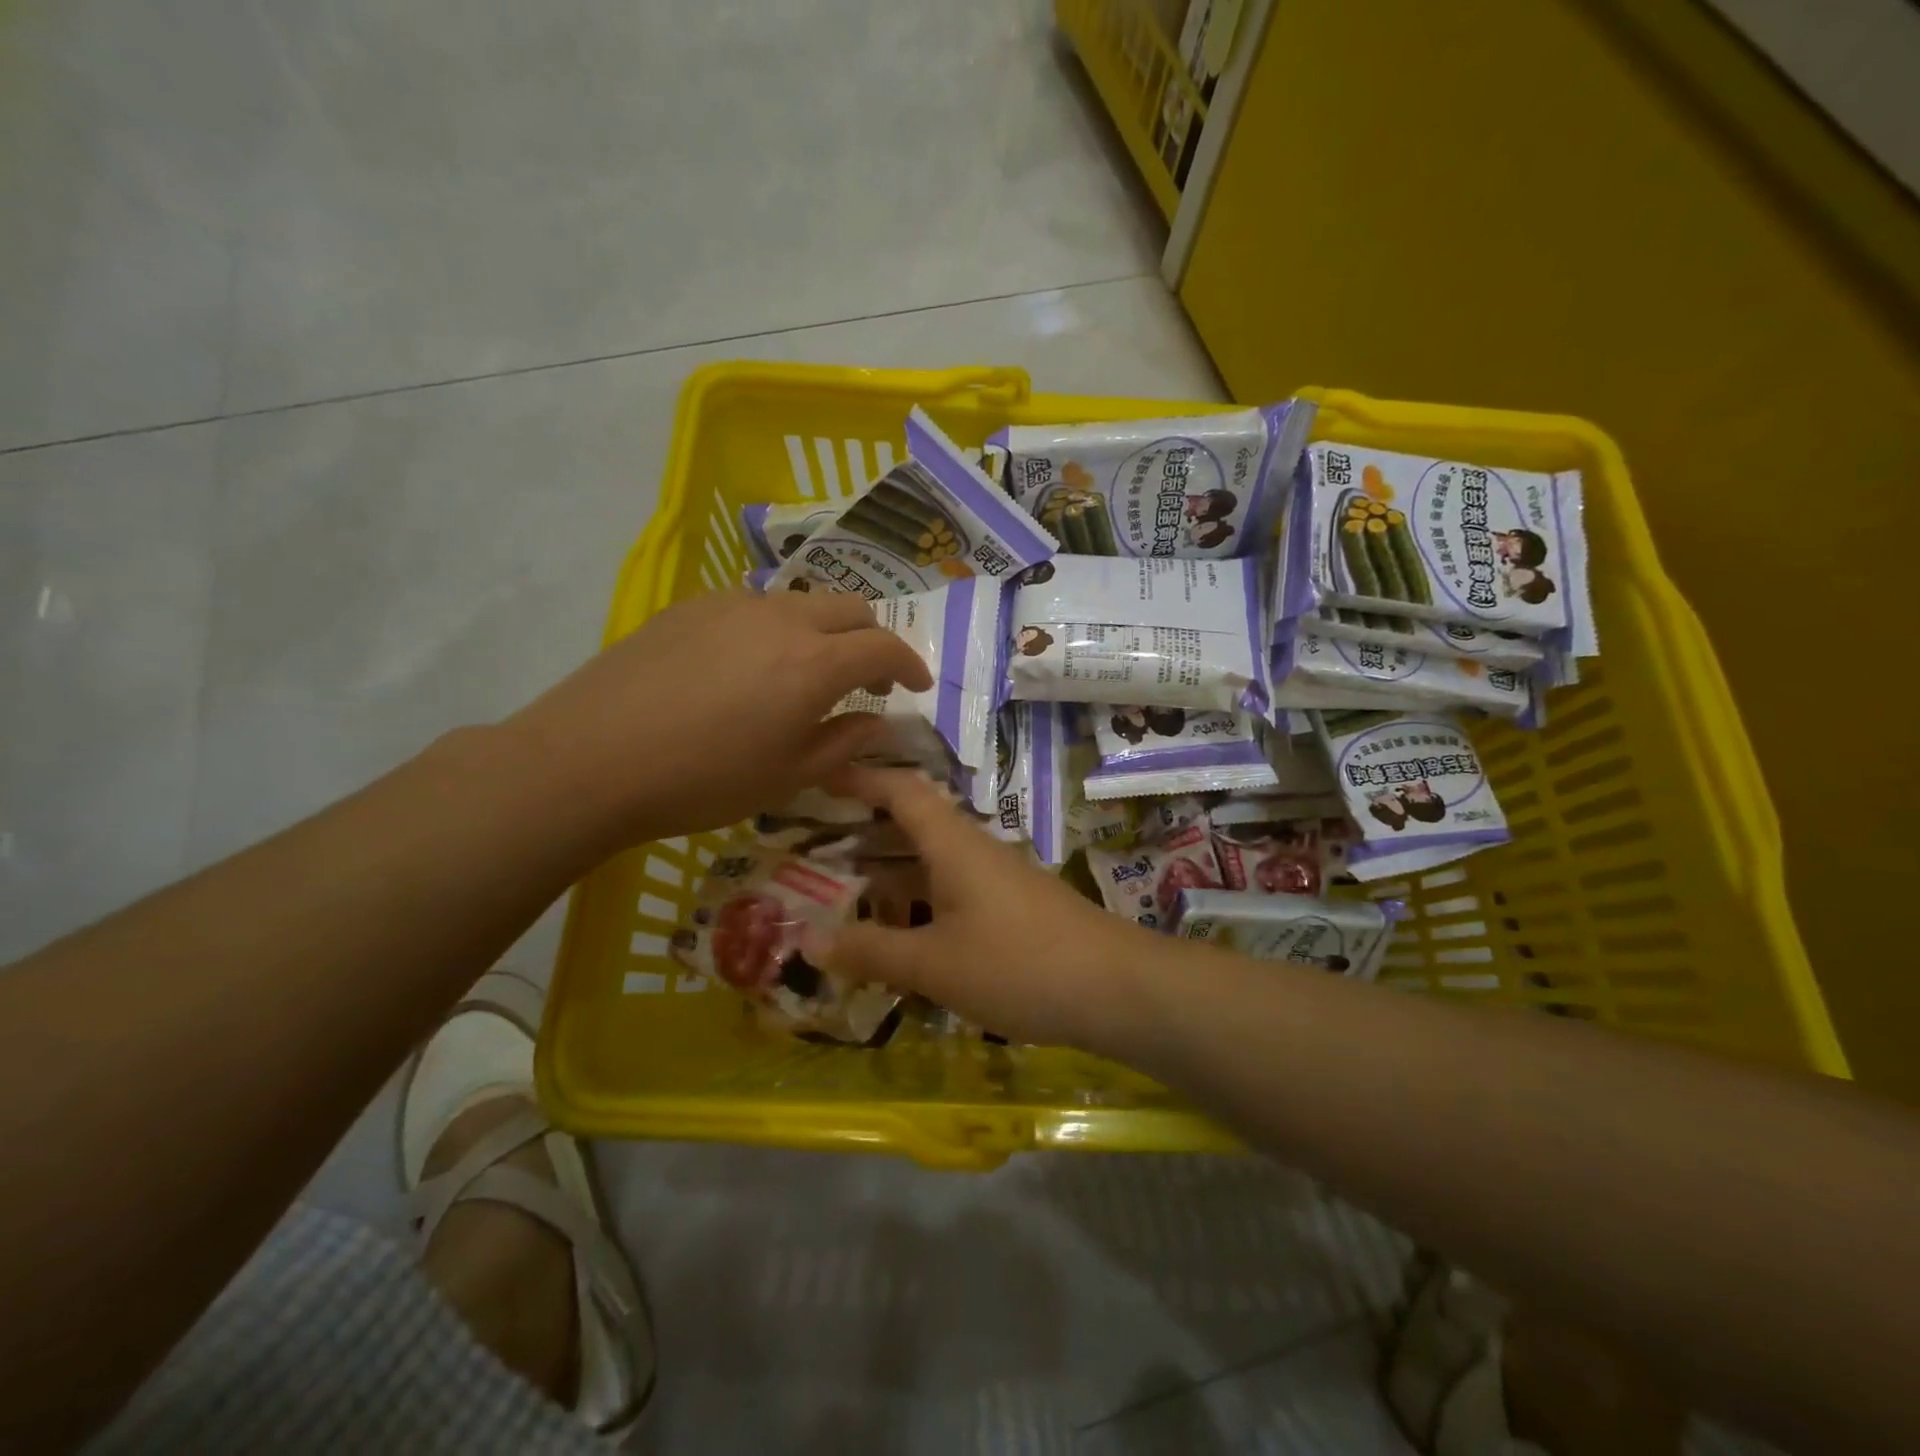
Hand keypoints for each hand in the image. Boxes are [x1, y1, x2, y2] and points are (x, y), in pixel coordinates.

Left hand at [505, 590, 932, 848]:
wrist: (591, 758)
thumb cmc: (702, 780)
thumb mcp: (787, 777)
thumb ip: (843, 742)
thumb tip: (874, 720)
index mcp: (815, 664)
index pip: (884, 647)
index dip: (910, 665)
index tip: (916, 686)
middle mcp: (783, 618)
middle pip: (850, 609)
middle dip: (872, 639)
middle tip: (867, 678)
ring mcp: (733, 604)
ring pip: (802, 602)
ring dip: (824, 631)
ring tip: (807, 671)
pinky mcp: (692, 606)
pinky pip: (755, 606)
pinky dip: (777, 628)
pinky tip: (749, 665)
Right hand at [802, 767, 1155, 1047]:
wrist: (1116, 989)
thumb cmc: (1018, 965)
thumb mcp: (934, 964)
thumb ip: (871, 950)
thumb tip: (806, 938)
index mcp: (953, 844)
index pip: (902, 790)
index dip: (861, 778)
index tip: (819, 775)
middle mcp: (975, 851)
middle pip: (915, 823)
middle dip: (866, 828)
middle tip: (814, 841)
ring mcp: (998, 880)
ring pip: (934, 861)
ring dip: (891, 869)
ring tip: (844, 888)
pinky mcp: (1012, 909)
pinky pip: (953, 890)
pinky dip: (919, 899)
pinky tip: (902, 932)